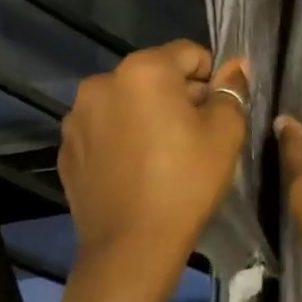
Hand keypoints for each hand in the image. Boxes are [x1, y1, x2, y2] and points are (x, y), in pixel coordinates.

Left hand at [58, 42, 248, 293]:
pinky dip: (121, 138)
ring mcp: (78, 116)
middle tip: (194, 136)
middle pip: (154, 75)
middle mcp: (103, 81)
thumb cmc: (186, 182)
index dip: (211, 78)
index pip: (189, 53)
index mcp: (144, 69)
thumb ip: (231, 90)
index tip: (217, 112)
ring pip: (126, 101)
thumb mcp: (224, 133)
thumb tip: (236, 66)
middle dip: (177, 96)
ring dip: (146, 115)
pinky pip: (103, 129)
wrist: (131, 248)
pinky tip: (134, 170)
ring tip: (161, 155)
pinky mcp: (66, 147)